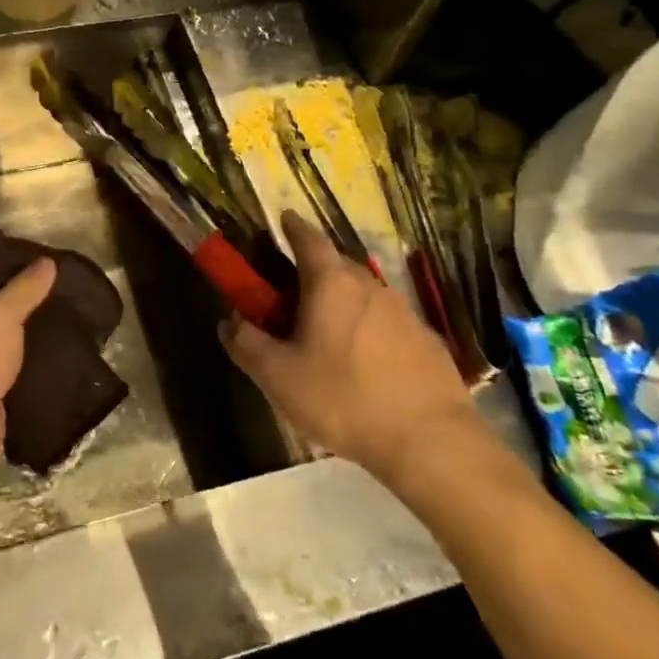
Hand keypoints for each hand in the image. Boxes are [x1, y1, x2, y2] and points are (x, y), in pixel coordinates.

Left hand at [0, 260, 54, 530]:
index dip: (1, 255)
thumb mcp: (0, 315)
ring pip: (2, 333)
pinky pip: (10, 364)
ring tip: (70, 310)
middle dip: (22, 294)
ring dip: (28, 329)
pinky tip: (63, 347)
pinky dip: (30, 359)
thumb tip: (47, 261)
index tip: (36, 251)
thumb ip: (25, 288)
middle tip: (61, 280)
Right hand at [222, 211, 483, 492]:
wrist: (429, 439)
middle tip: (291, 292)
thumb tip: (228, 322)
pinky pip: (385, 321)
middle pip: (336, 265)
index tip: (283, 219)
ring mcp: (403, 311)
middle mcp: (369, 286)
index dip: (292, 227)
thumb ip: (247, 345)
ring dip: (341, 301)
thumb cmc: (344, 398)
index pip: (308, 239)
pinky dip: (367, 328)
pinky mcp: (426, 340)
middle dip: (313, 270)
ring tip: (324, 331)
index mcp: (331, 283)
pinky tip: (362, 362)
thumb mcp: (278, 377)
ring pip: (363, 294)